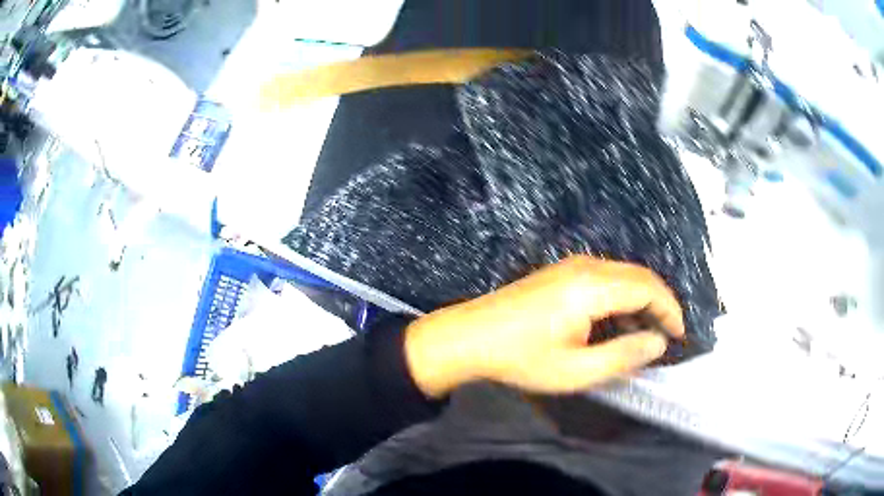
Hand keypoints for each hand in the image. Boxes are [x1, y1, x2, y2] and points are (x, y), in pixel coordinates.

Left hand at [404, 256, 684, 397]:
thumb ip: (623, 355)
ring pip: (623, 275)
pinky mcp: (561, 271)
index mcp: (592, 286)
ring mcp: (571, 265)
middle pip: (639, 276)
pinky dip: (622, 297)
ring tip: (646, 333)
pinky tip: (618, 322)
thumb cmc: (522, 358)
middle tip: (668, 335)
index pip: (648, 288)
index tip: (680, 335)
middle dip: (660, 303)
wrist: (469, 336)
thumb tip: (658, 342)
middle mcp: (586, 266)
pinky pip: (605, 277)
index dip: (670, 310)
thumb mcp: (575, 370)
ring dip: (641, 300)